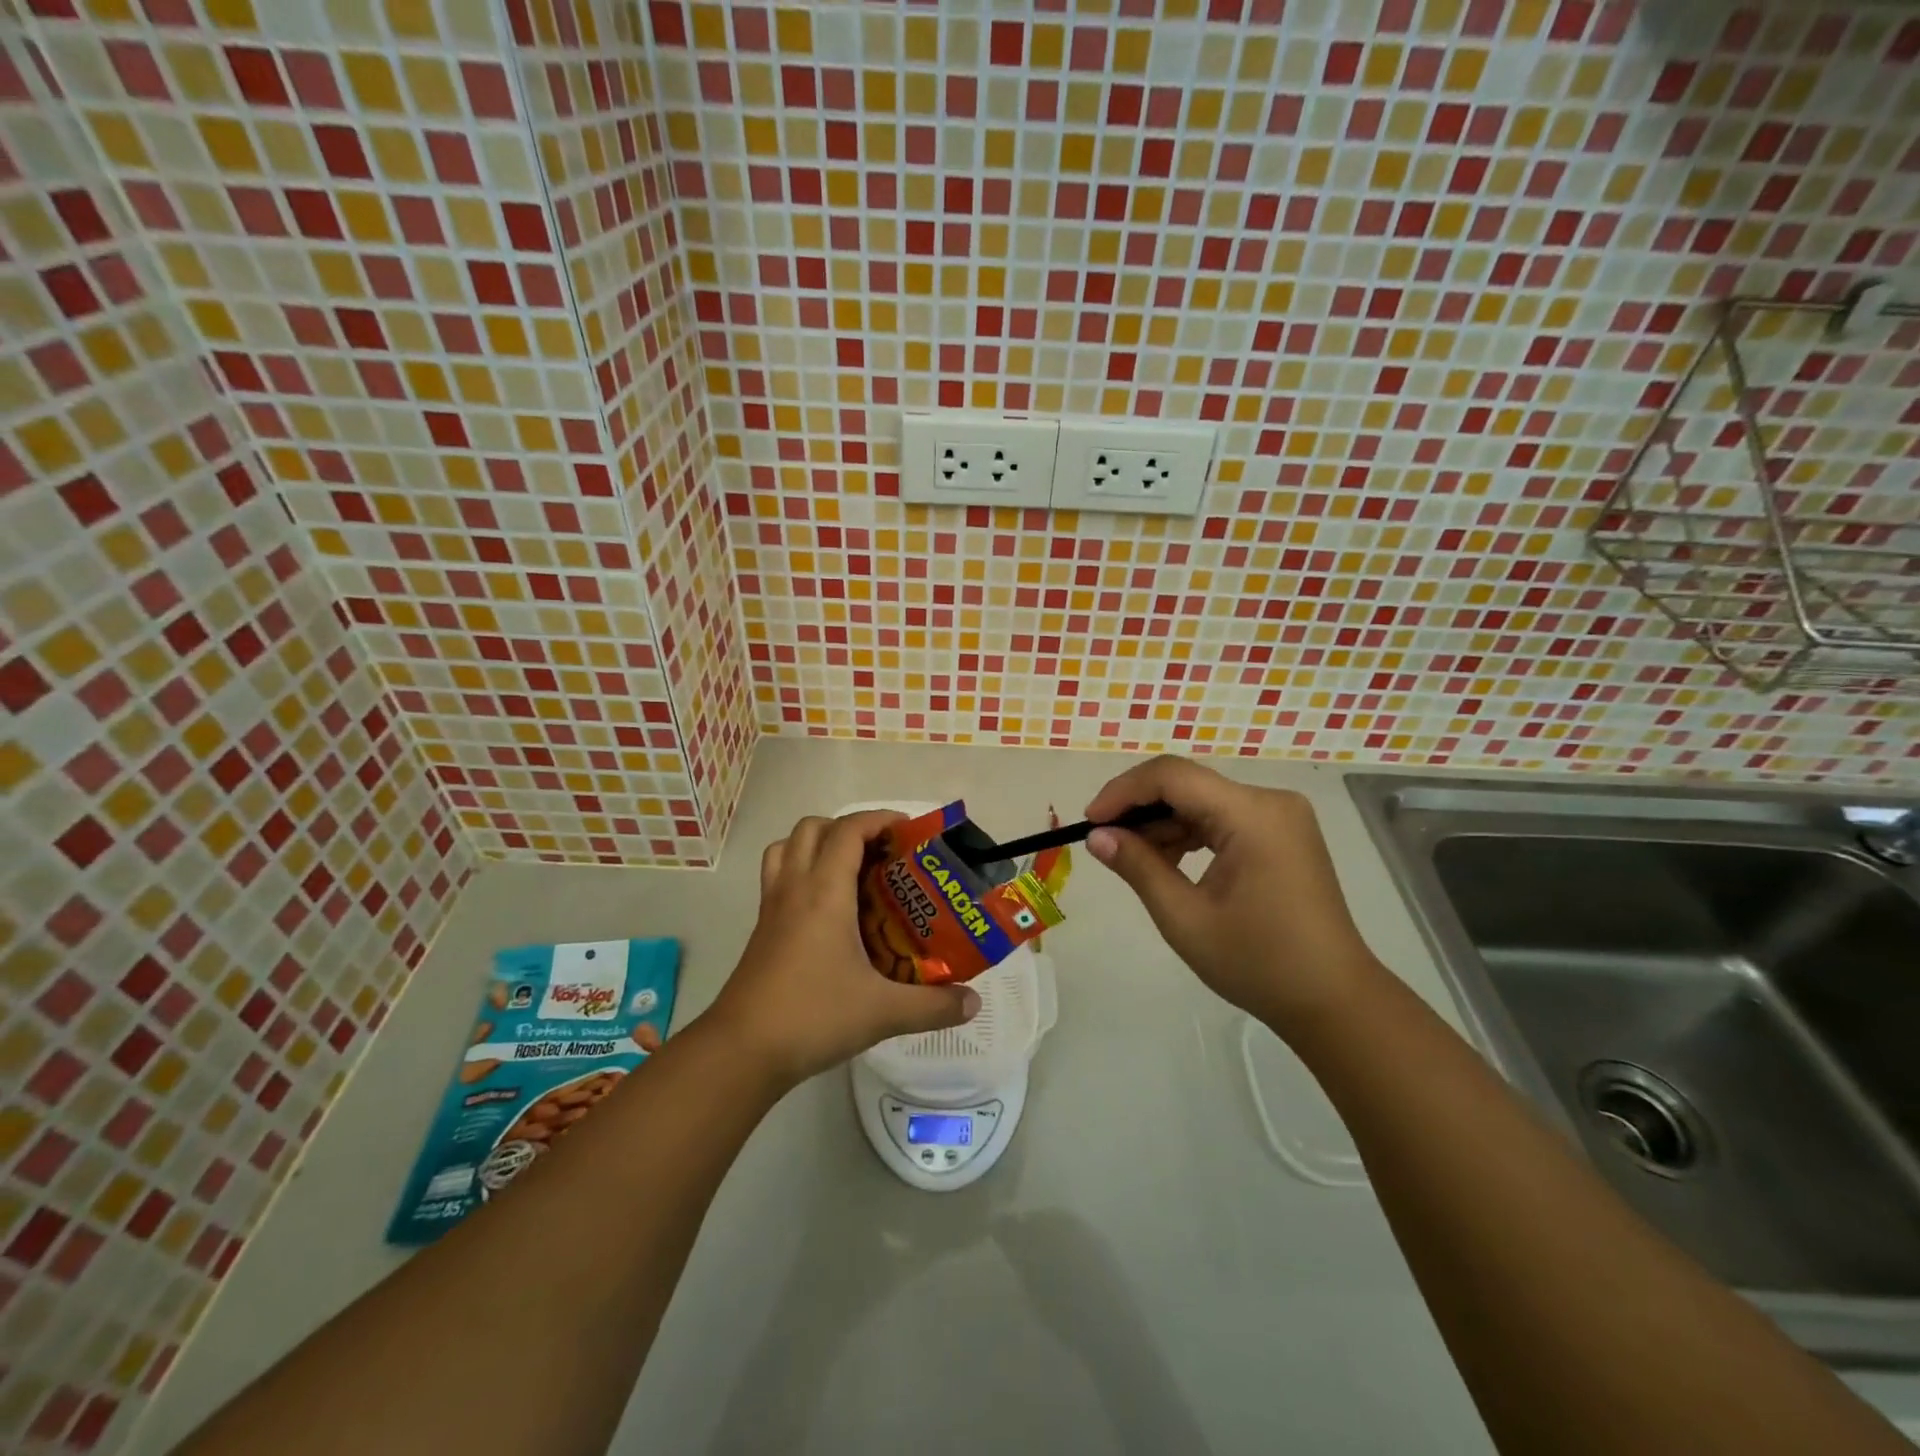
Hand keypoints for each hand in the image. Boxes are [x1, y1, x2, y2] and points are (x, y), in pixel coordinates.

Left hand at [706, 810, 980, 1086]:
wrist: (741, 1051)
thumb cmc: (812, 1017)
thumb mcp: (882, 1013)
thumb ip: (933, 1006)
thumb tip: (974, 1001)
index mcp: (824, 892)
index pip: (848, 830)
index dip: (879, 819)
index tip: (909, 831)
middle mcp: (794, 888)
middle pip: (812, 828)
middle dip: (849, 828)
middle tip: (881, 854)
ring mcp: (772, 908)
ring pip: (786, 848)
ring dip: (817, 845)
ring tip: (851, 871)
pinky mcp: (761, 930)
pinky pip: (778, 878)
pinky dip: (801, 872)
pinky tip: (827, 911)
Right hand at [1083, 756, 1383, 1036]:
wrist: (1333, 1000)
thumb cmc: (1258, 963)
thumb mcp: (1185, 918)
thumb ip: (1138, 867)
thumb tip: (1096, 836)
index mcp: (1252, 815)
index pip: (1173, 776)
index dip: (1123, 791)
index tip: (1090, 821)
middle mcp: (1270, 801)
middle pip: (1188, 784)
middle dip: (1140, 808)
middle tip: (1104, 841)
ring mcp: (1280, 816)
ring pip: (1203, 800)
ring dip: (1163, 823)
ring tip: (1130, 858)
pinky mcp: (1282, 834)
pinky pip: (1223, 818)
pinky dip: (1189, 834)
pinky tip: (1166, 861)